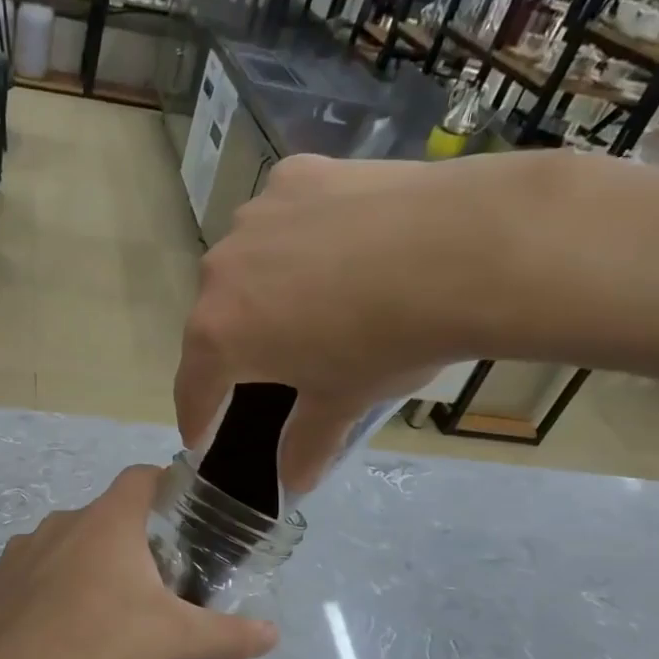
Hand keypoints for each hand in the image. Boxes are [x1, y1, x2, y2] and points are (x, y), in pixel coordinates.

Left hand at [0, 466, 277, 658]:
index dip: (164, 485)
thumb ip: (227, 635)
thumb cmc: (100, 639)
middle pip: (109, 530)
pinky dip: (62, 613)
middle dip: (135, 567)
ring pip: (75, 568)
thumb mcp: (173, 638)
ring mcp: (25, 552)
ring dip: (100, 602)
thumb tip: (272, 636)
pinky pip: (40, 589)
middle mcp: (64, 524)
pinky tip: (71, 657)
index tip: (180, 510)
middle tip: (152, 608)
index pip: (141, 478)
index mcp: (108, 521)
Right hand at [176, 151, 543, 491]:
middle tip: (269, 365)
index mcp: (219, 334)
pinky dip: (298, 237)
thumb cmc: (388, 341)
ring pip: (246, 264)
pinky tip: (339, 244)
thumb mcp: (343, 400)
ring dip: (263, 288)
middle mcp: (220, 271)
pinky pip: (282, 218)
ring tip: (313, 298)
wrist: (466, 249)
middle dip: (234, 347)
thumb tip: (295, 484)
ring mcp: (255, 216)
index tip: (202, 436)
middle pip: (215, 320)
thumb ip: (307, 442)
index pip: (193, 387)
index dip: (198, 418)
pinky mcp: (297, 175)